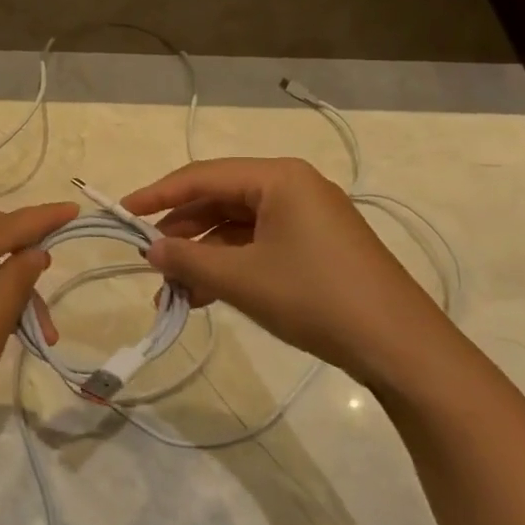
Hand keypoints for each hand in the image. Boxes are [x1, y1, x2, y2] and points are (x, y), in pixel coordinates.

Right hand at [124, 158, 452, 387]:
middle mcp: (293, 187)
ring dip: (204, 255)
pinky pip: (259, 245)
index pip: (203, 176)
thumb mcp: (242, 279)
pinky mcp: (317, 247)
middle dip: (182, 231)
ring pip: (238, 226)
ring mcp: (308, 218)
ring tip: (172, 289)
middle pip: (220, 200)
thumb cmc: (316, 298)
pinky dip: (231, 265)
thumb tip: (149, 249)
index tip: (122, 212)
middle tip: (149, 259)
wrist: (401, 348)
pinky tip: (206, 295)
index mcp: (278, 178)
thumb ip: (188, 259)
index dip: (158, 194)